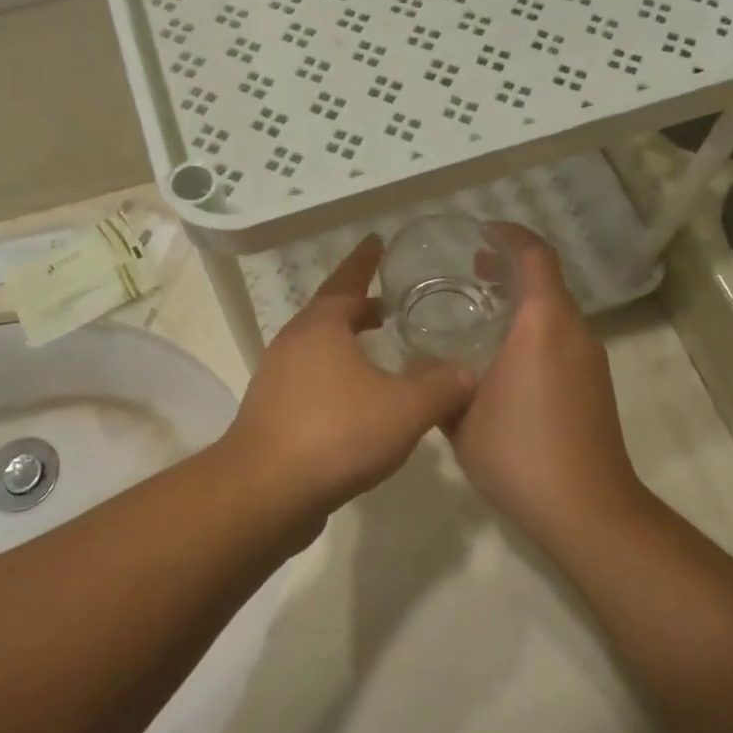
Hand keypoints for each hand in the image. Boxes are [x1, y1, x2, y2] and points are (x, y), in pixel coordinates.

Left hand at [223, 236, 474, 510]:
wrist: (266, 491)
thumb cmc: (336, 433)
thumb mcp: (404, 409)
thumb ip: (441, 387)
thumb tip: (467, 372)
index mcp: (321, 326)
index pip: (347, 280)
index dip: (365, 260)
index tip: (377, 240)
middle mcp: (294, 343)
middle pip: (330, 313)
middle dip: (359, 305)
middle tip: (390, 303)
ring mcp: (278, 378)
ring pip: (319, 348)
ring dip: (347, 342)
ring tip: (379, 349)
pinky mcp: (273, 412)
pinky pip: (311, 379)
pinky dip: (337, 374)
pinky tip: (359, 399)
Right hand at [447, 225, 644, 547]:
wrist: (587, 510)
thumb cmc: (519, 453)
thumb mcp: (460, 417)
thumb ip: (439, 384)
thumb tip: (420, 367)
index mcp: (543, 326)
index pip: (536, 258)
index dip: (511, 236)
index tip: (482, 232)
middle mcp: (574, 334)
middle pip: (548, 282)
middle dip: (511, 268)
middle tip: (471, 269)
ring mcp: (590, 361)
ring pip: (556, 312)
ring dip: (523, 301)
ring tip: (481, 311)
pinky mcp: (594, 386)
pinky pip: (562, 339)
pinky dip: (535, 329)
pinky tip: (504, 358)